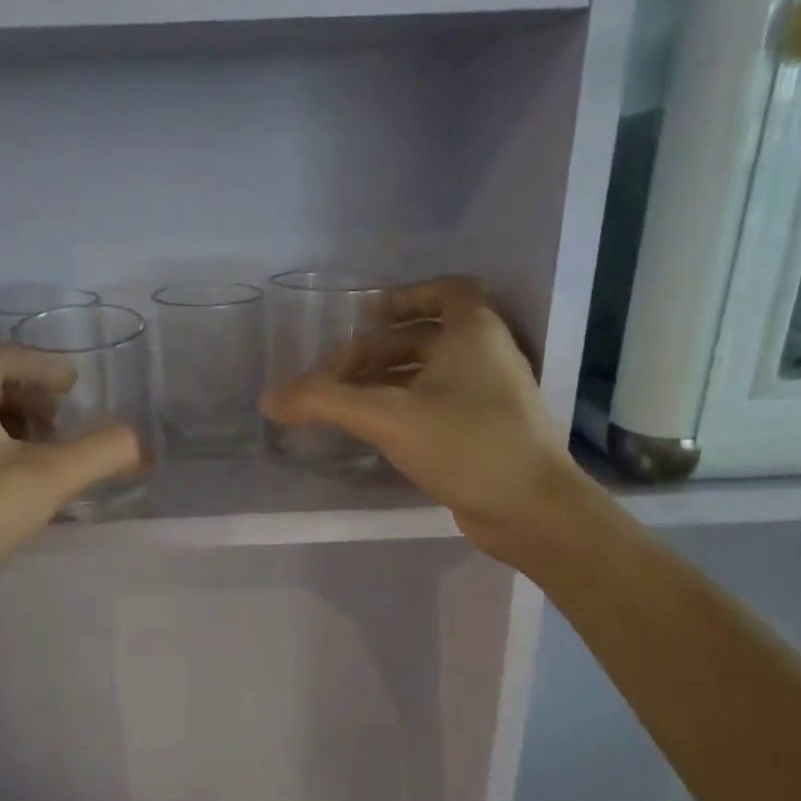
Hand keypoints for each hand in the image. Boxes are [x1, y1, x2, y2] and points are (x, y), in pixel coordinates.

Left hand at [0, 344, 140, 655]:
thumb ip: (102, 452)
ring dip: (6, 421)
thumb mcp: (48, 480)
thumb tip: (140, 443)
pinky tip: (2, 484)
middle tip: (58, 421)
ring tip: (37, 454)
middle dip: (26, 395)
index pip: (5, 356)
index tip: (74, 384)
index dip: (44, 366)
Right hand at [261, 276, 584, 560]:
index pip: (446, 289)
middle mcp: (486, 355)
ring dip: (386, 381)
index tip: (365, 316)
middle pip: (424, 336)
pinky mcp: (485, 432)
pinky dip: (404, 408)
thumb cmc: (466, 444)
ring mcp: (489, 396)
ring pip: (429, 374)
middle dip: (375, 351)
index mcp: (473, 332)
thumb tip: (268, 398)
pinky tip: (373, 431)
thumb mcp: (388, 417)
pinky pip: (437, 405)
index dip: (404, 296)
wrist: (531, 511)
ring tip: (342, 402)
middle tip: (330, 376)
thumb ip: (325, 402)